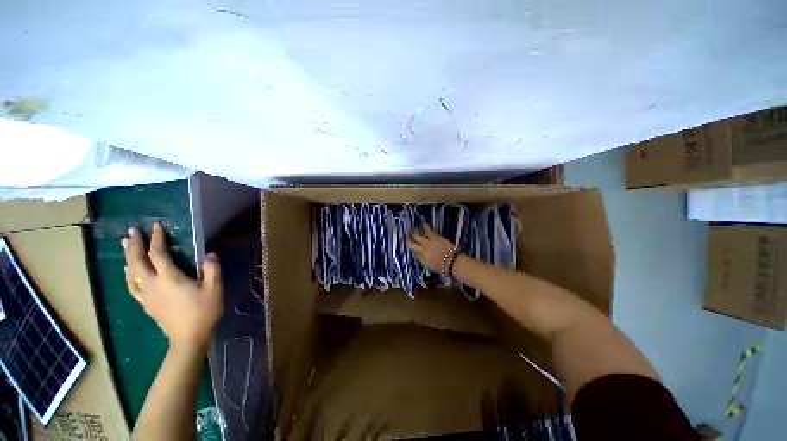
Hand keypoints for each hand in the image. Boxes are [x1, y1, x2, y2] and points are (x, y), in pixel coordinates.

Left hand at [122, 222, 223, 348]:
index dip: (156, 239)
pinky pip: (131, 285)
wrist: (188, 337)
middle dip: (134, 245)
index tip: (155, 226)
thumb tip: (209, 254)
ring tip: (125, 245)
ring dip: (128, 257)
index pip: (158, 254)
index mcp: (169, 278)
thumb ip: (212, 269)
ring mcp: (146, 295)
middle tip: (131, 231)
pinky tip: (128, 271)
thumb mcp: (214, 288)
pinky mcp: (145, 304)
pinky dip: (128, 274)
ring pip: (131, 272)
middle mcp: (152, 283)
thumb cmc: (203, 311)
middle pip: (138, 261)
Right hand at [407, 225, 455, 272]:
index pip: (414, 253)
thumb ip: (424, 260)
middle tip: (407, 237)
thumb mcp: (430, 266)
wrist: (451, 261)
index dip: (414, 250)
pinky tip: (424, 225)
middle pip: (411, 243)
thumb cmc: (442, 267)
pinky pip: (428, 231)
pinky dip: (425, 227)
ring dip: (414, 233)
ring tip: (413, 229)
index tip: (414, 249)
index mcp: (421, 257)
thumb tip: (420, 255)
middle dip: (409, 240)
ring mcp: (427, 242)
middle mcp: (421, 249)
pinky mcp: (434, 237)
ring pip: (417, 236)